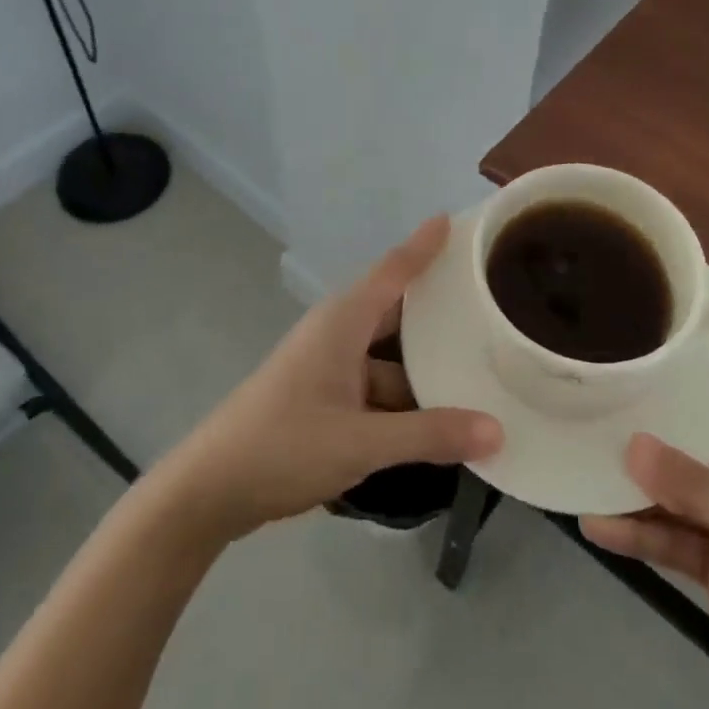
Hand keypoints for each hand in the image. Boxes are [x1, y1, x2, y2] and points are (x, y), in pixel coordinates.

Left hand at [150, 216, 501, 547]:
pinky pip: (377, 384)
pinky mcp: (325, 396)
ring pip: (390, 355)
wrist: (211, 489)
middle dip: (439, 308)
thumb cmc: (283, 447)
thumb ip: (429, 435)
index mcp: (343, 321)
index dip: (425, 244)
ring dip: (425, 363)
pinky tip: (439, 418)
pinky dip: (405, 397)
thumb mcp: (362, 442)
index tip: (456, 220)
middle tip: (491, 301)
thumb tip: (498, 430)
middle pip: (397, 311)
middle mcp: (338, 333)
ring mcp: (329, 366)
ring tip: (481, 367)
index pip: (394, 269)